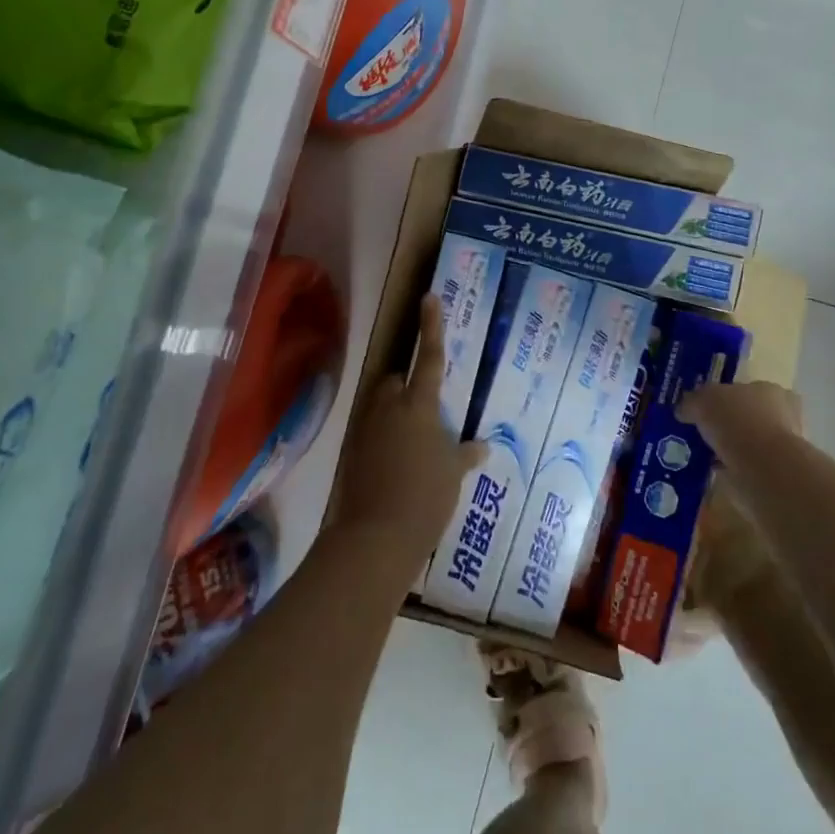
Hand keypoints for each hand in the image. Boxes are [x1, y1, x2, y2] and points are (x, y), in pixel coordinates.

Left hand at [334, 294, 484, 561]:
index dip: (431, 325)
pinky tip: (397, 464)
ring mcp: (366, 428)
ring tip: (413, 444)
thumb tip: (481, 446)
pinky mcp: (352, 450)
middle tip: (426, 413)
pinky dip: (383, 438)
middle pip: (396, 380)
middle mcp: (389, 407)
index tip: (429, 297)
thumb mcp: (453, 474)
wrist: (376, 536)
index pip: (429, 356)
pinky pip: (371, 431)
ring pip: (381, 405)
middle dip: (408, 387)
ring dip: (395, 413)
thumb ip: (465, 454)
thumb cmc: (425, 497)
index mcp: (419, 405)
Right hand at [677, 380, 803, 461]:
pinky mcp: (775, 473)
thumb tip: (684, 409)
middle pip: (746, 415)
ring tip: (702, 452)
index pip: (744, 389)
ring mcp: (781, 446)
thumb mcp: (703, 401)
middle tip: (701, 430)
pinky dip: (731, 467)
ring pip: (747, 442)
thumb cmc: (737, 422)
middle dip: (726, 423)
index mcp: (769, 390)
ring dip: (728, 447)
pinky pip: (746, 465)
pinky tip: (712, 470)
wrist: (764, 468)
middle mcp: (781, 415)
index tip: (703, 408)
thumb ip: (692, 402)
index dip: (722, 397)